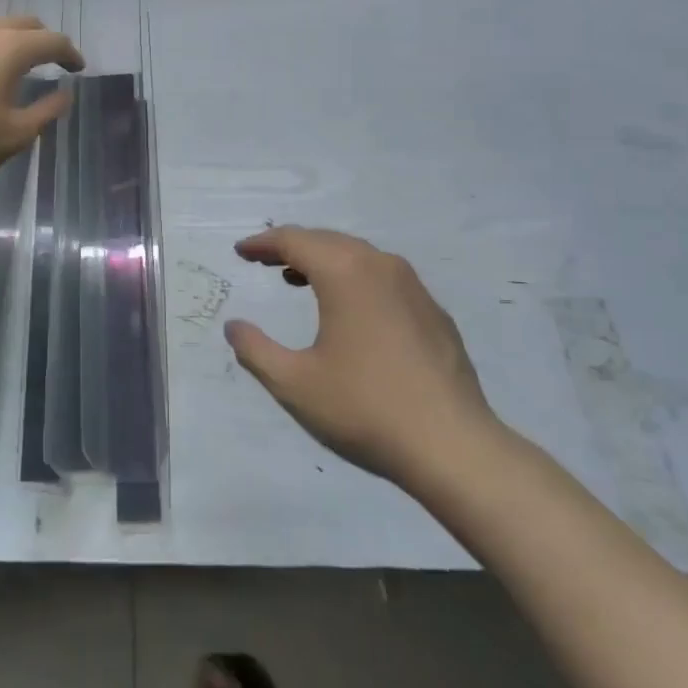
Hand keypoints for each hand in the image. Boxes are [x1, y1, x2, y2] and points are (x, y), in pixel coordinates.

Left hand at [0, 17, 84, 183]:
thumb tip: (65, 94)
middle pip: (23, 24)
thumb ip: (46, 112)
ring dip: (12, 41)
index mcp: (9, 49)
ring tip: (15, 65)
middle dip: (43, 40)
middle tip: (51, 61)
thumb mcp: (14, 135)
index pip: (52, 41)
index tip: (78, 68)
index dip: (70, 54)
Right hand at [224, 227, 499, 491]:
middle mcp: (381, 266)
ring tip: (298, 279)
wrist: (454, 447)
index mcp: (345, 272)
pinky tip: (349, 310)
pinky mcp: (434, 313)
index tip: (241, 251)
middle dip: (292, 247)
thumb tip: (234, 326)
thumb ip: (255, 349)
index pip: (295, 241)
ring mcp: (414, 288)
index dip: (263, 244)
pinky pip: (384, 279)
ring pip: (359, 257)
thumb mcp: (294, 383)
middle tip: (264, 261)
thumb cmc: (365, 408)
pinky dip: (355, 279)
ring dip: (324, 261)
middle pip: (327, 241)